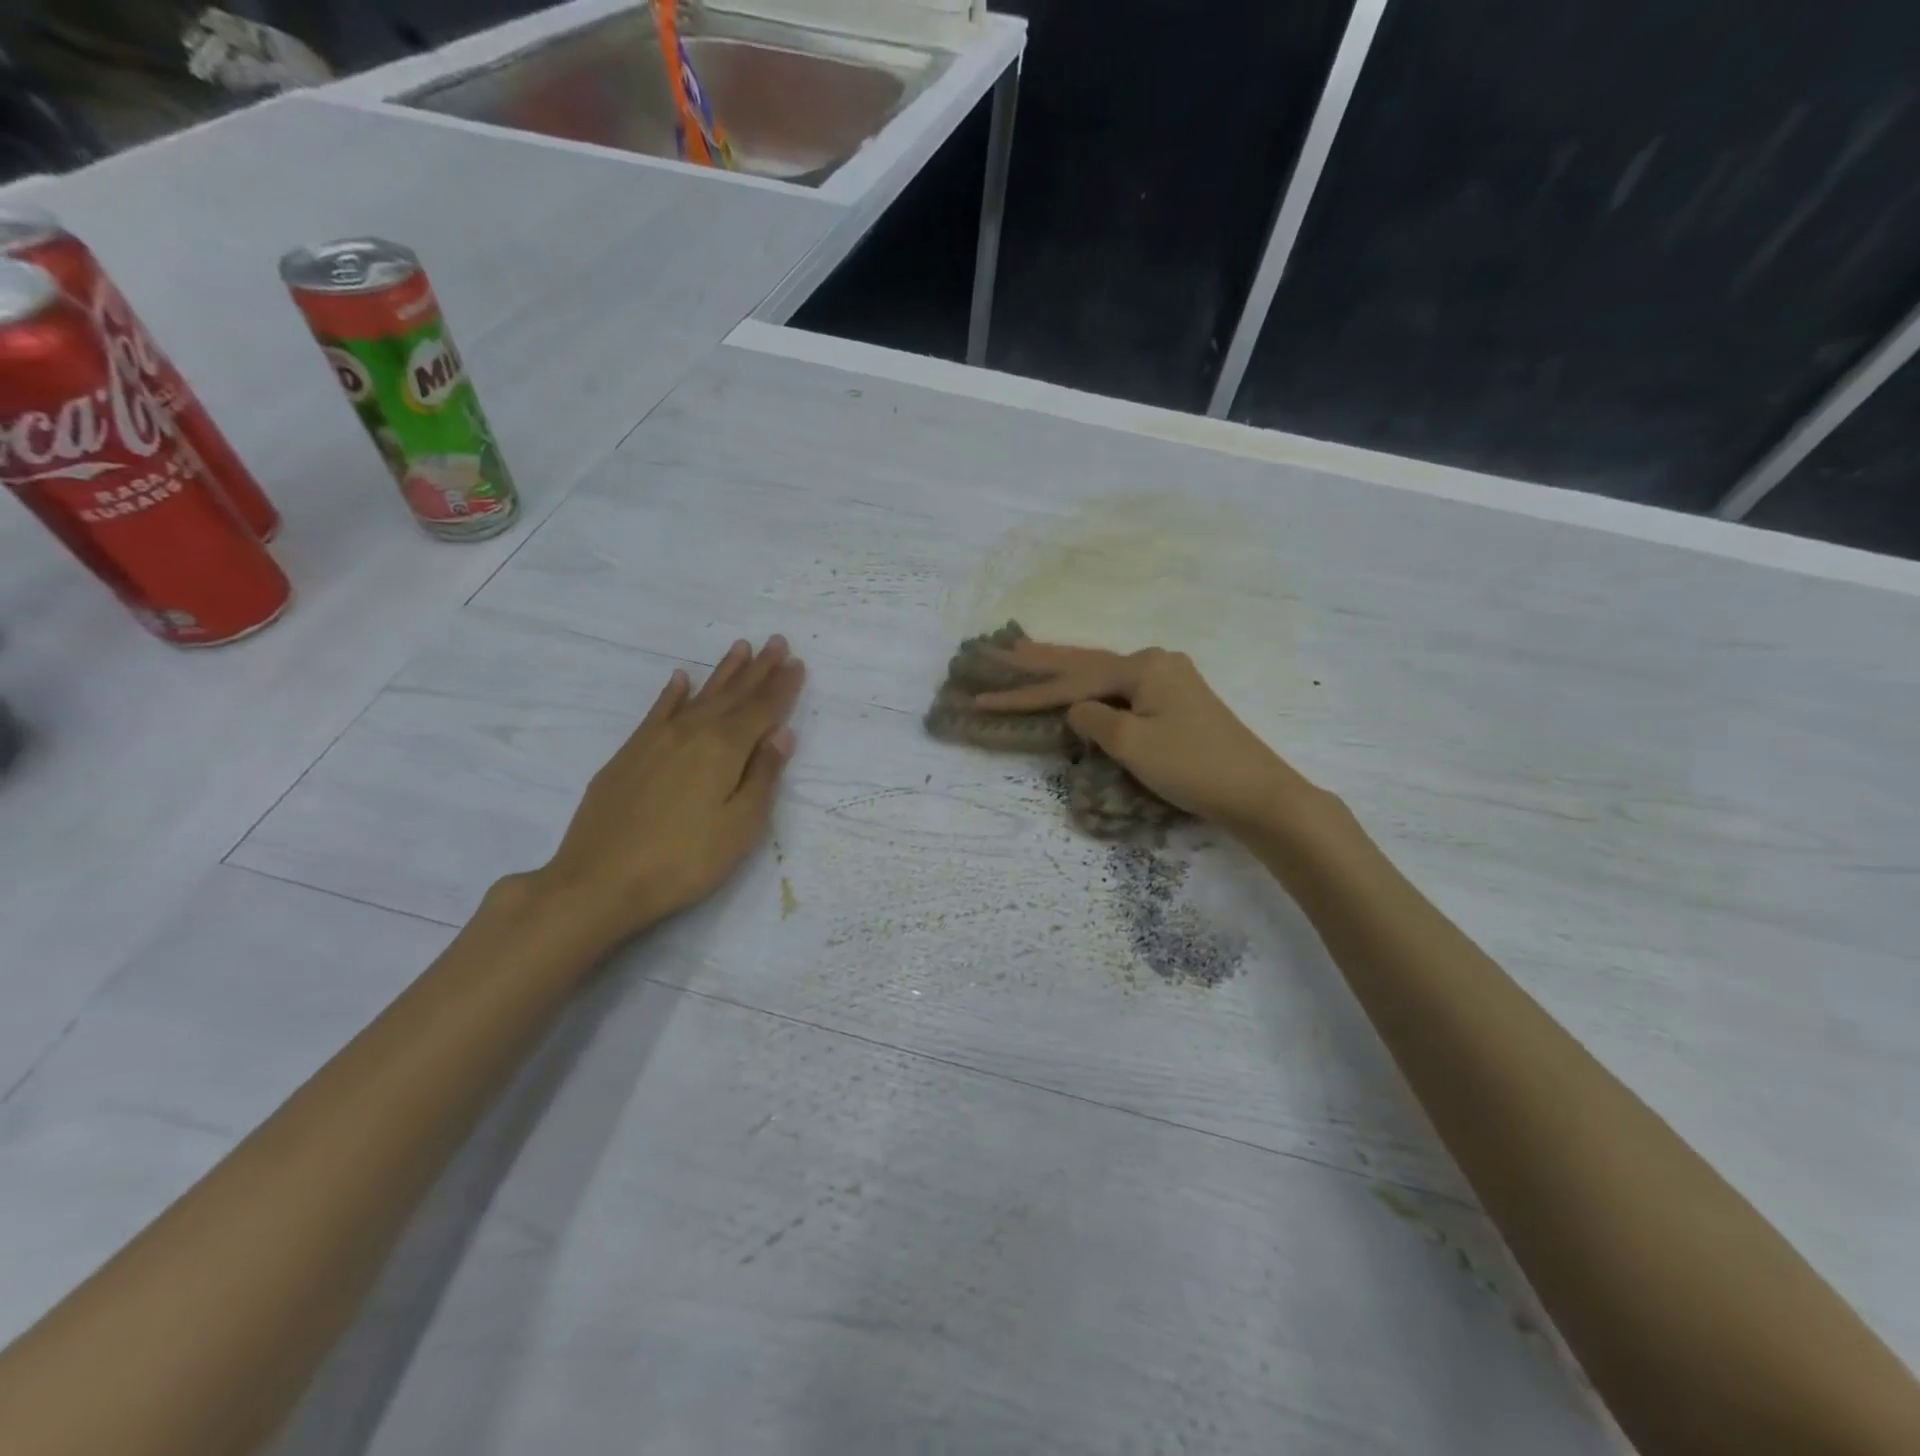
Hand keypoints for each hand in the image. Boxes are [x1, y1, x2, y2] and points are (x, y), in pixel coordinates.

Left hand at [519, 635, 805, 952]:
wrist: (598, 882)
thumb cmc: (683, 861)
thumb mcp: (740, 827)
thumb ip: (763, 776)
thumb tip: (782, 733)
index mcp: (723, 750)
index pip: (761, 710)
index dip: (782, 687)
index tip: (798, 663)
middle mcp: (691, 733)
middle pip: (732, 695)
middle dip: (758, 669)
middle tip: (776, 641)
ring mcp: (655, 741)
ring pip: (698, 697)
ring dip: (723, 673)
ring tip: (740, 648)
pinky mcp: (628, 755)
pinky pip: (657, 712)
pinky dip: (673, 693)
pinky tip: (681, 679)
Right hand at [971, 640, 1323, 835]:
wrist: (1256, 791)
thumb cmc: (1192, 765)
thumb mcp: (1132, 745)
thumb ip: (1094, 720)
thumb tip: (1077, 710)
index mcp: (1143, 667)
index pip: (1070, 682)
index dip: (1025, 693)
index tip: (983, 698)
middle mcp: (1155, 663)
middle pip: (1084, 662)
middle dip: (1040, 660)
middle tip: (1000, 648)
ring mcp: (1168, 681)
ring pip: (1102, 672)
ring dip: (1064, 667)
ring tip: (1027, 654)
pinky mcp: (1175, 703)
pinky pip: (1121, 688)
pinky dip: (1091, 686)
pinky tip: (1079, 683)